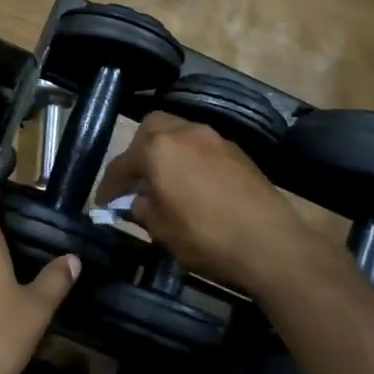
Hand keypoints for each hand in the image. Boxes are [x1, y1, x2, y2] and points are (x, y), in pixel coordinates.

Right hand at [98, 113, 315, 294]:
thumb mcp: (162, 230)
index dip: (109, 187)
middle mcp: (184, 132)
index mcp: (158, 148)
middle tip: (136, 180)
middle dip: (138, 152)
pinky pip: (201, 147)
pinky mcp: (237, 151)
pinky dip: (190, 159)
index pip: (122, 164)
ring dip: (167, 153)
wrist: (270, 243)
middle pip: (151, 130)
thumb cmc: (206, 236)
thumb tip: (135, 202)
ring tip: (165, 182)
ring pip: (179, 134)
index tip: (103, 204)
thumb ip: (141, 210)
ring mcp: (214, 138)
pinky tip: (193, 185)